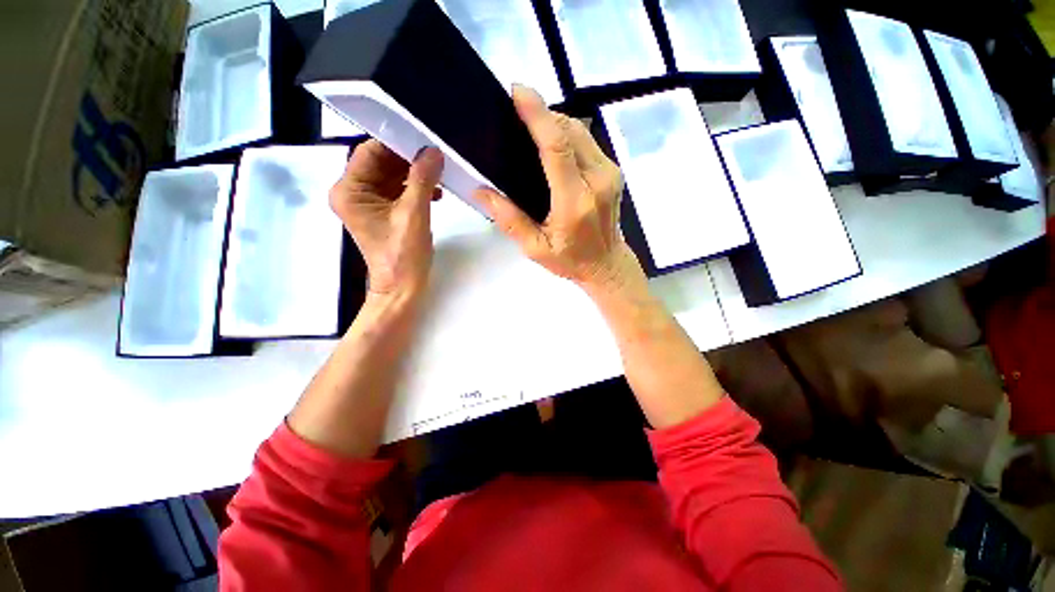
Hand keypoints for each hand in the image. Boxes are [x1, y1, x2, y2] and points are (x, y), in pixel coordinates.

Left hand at [330, 141, 443, 297]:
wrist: (403, 288)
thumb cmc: (403, 256)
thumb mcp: (413, 215)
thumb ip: (422, 180)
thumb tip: (433, 151)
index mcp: (349, 191)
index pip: (370, 152)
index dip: (396, 143)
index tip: (424, 140)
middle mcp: (354, 193)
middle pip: (381, 163)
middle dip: (409, 159)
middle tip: (436, 157)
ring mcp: (369, 203)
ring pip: (392, 175)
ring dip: (415, 174)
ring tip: (439, 176)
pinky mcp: (383, 211)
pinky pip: (399, 190)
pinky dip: (416, 188)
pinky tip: (435, 192)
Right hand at [474, 85, 644, 291]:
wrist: (607, 264)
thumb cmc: (571, 260)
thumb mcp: (536, 249)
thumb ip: (510, 221)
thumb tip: (482, 192)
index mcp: (575, 202)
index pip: (557, 147)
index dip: (538, 115)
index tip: (518, 93)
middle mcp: (598, 180)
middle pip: (570, 130)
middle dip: (543, 114)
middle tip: (517, 112)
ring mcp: (610, 173)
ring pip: (580, 131)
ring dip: (555, 122)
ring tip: (531, 127)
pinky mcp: (613, 171)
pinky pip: (587, 141)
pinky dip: (567, 134)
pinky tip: (552, 144)